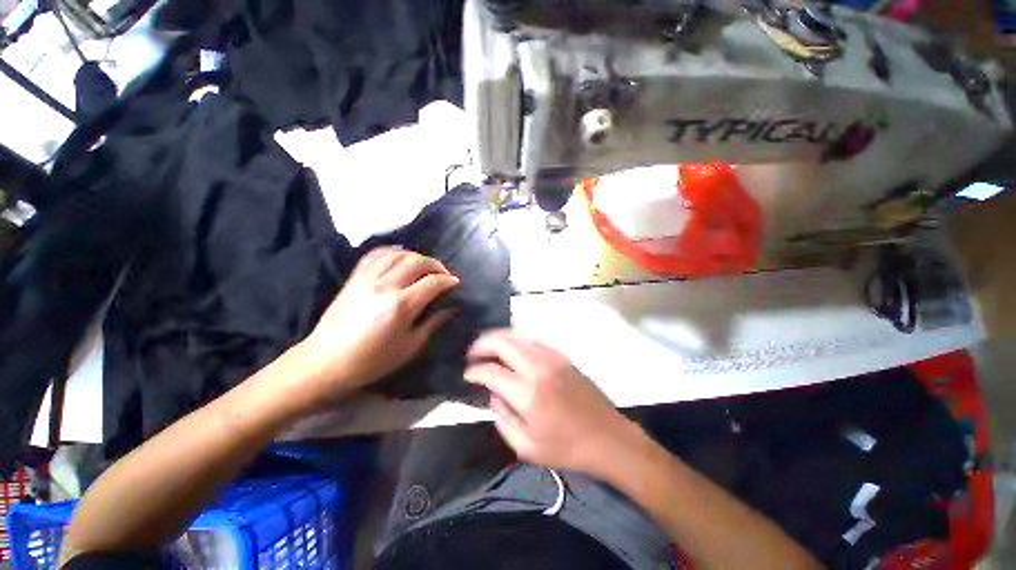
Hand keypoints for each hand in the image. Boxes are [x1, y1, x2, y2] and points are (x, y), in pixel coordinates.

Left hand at [295, 247, 458, 402]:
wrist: (326, 362)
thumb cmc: (372, 361)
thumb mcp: (409, 347)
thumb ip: (432, 323)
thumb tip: (450, 309)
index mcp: (401, 306)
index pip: (432, 282)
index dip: (448, 281)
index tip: (455, 283)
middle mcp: (385, 287)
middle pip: (417, 262)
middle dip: (436, 264)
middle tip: (443, 273)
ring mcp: (367, 280)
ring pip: (397, 254)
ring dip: (416, 256)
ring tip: (424, 265)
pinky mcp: (354, 279)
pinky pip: (374, 255)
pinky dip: (391, 251)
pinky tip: (400, 255)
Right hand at [464, 329, 643, 479]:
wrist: (607, 437)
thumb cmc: (566, 448)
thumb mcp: (526, 447)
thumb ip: (502, 418)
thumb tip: (493, 394)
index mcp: (527, 392)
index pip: (491, 371)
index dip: (474, 371)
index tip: (467, 374)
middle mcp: (537, 366)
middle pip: (502, 342)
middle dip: (482, 344)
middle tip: (472, 354)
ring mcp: (551, 356)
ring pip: (517, 334)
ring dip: (498, 338)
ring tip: (487, 347)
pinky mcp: (561, 355)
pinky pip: (532, 338)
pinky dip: (515, 339)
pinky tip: (510, 348)